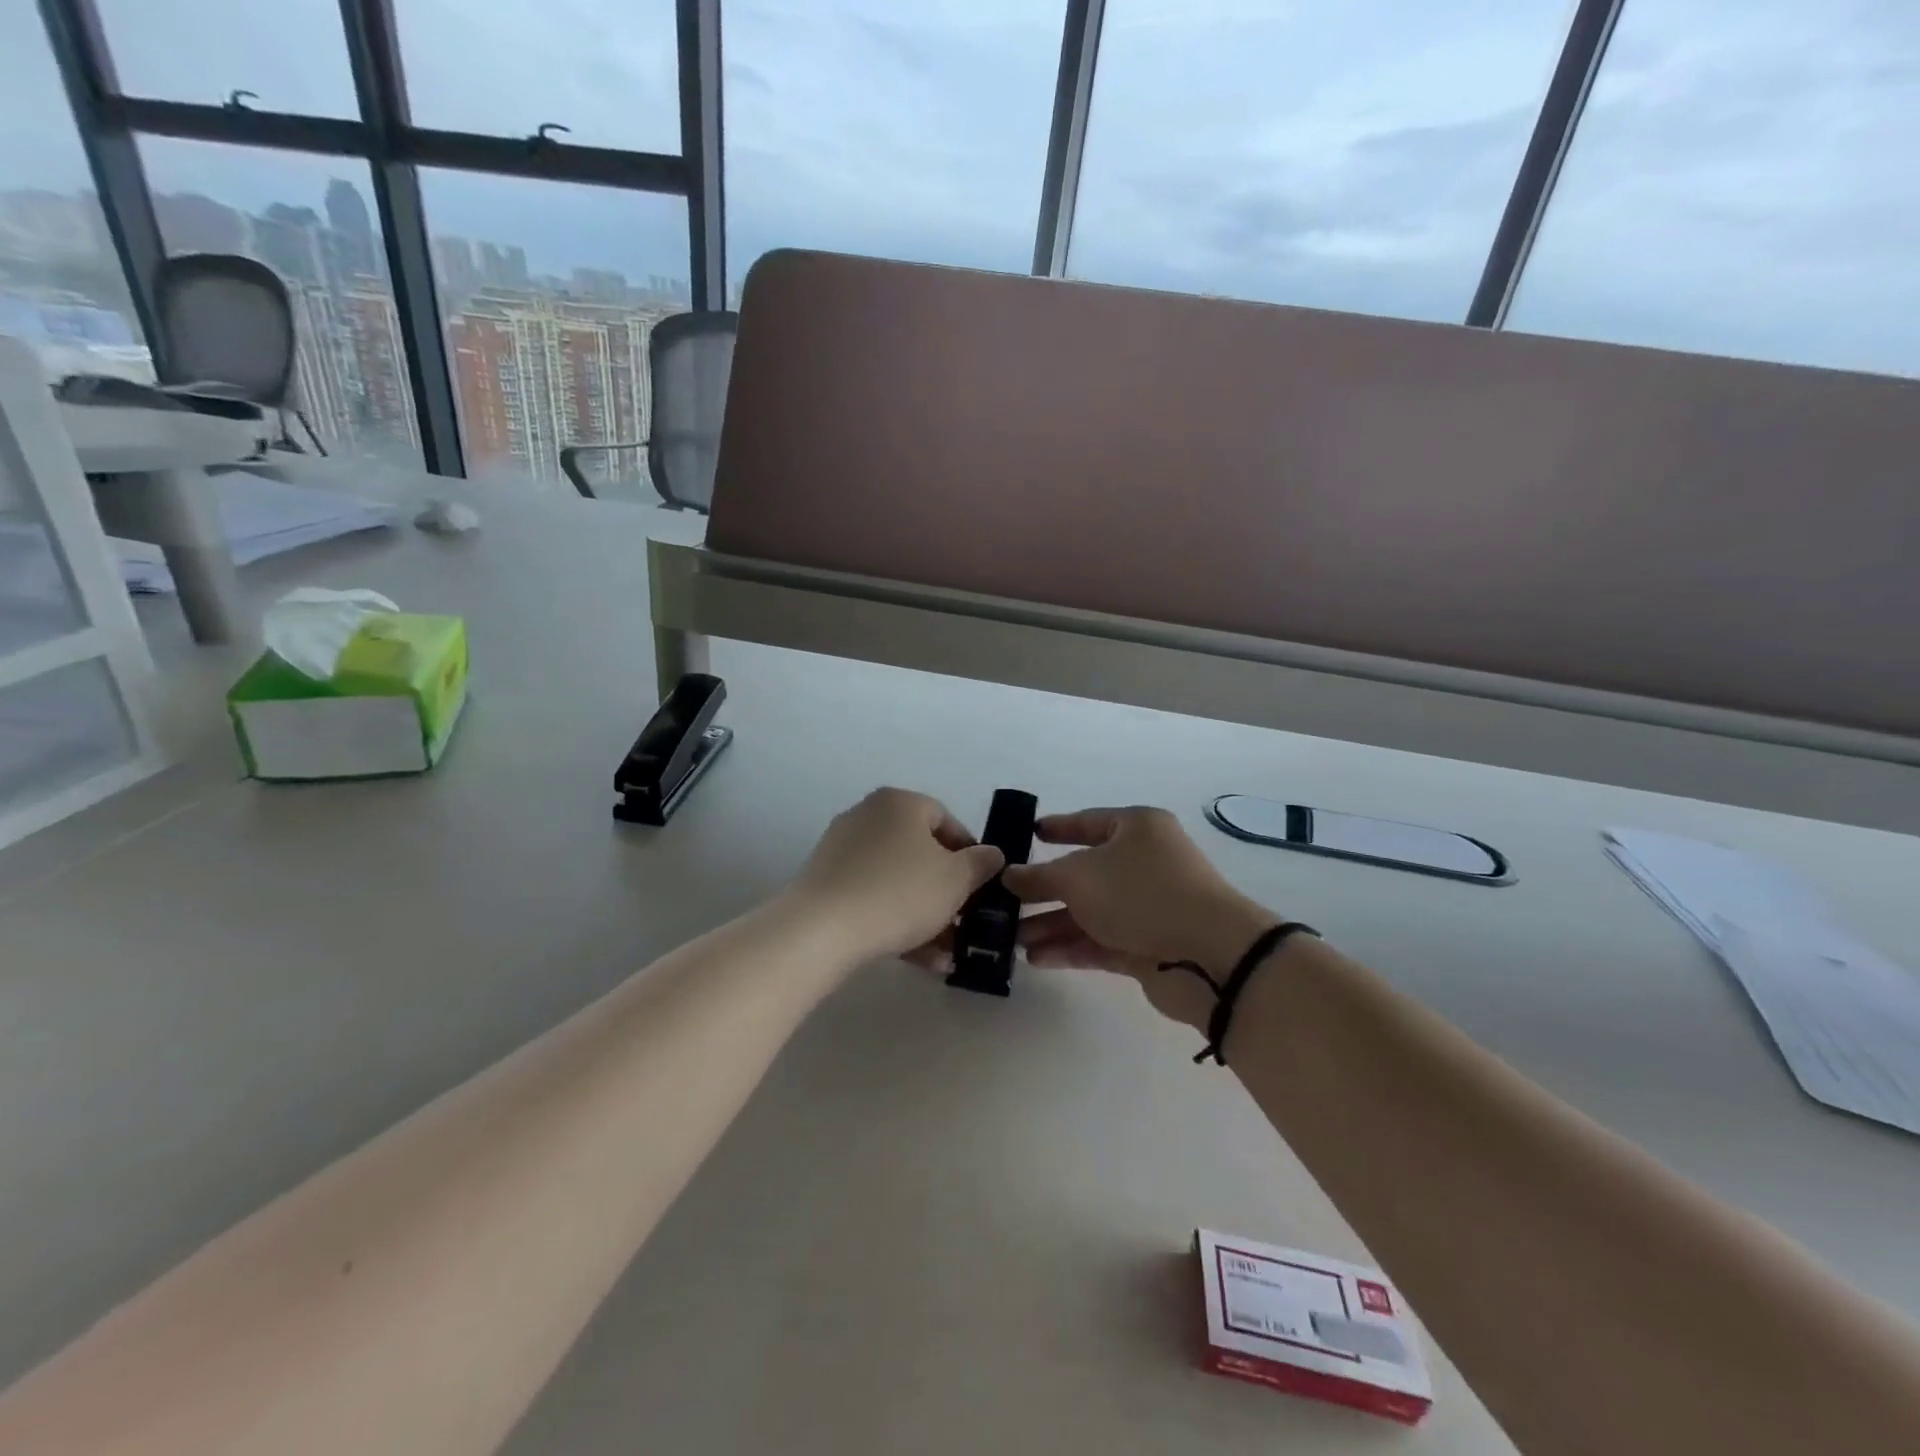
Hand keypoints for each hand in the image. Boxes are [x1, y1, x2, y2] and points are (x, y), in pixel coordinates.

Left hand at [791, 788, 1004, 964]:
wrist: (821, 929)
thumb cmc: (900, 892)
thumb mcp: (955, 879)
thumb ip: (980, 864)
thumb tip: (991, 854)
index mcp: (900, 803)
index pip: (946, 820)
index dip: (970, 854)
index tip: (982, 887)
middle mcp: (869, 817)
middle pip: (921, 853)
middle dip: (947, 892)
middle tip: (965, 922)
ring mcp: (843, 850)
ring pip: (898, 881)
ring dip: (926, 915)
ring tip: (947, 953)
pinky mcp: (826, 884)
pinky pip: (872, 898)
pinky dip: (897, 922)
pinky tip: (920, 959)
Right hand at [1002, 807, 1277, 1025]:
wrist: (1209, 955)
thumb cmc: (1140, 894)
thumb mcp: (1078, 876)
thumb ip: (1038, 876)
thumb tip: (1008, 875)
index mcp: (1137, 829)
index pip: (1088, 822)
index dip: (1058, 828)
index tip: (1029, 834)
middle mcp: (1145, 863)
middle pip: (1085, 873)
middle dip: (1044, 890)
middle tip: (1005, 902)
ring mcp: (1149, 906)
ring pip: (1091, 911)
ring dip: (1052, 924)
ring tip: (1013, 940)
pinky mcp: (1149, 944)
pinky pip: (1101, 941)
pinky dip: (1071, 947)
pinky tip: (1037, 960)